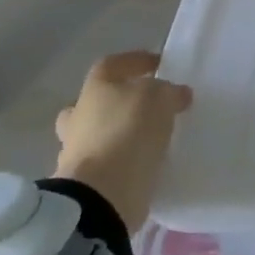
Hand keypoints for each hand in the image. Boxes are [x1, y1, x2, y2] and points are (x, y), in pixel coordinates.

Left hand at [53, 51, 191, 236]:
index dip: (136, 61)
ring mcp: (77, 151)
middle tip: (146, 105)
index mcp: (95, 89)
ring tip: (151, 137)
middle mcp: (79, 116)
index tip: (159, 65)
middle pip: (95, 101)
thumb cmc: (129, 131)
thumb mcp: (160, 98)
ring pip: (97, 134)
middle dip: (118, 101)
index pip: (112, 64)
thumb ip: (169, 92)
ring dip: (120, 133)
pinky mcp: (85, 181)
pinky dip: (123, 159)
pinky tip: (145, 161)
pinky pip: (107, 162)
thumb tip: (177, 95)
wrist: (103, 193)